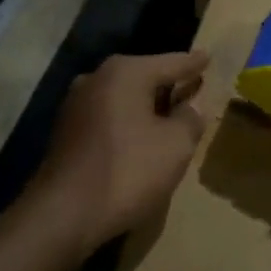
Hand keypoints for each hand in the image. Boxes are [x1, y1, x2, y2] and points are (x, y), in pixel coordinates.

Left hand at [29, 51, 208, 257]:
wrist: (63, 214)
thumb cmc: (127, 171)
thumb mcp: (175, 146)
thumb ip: (190, 119)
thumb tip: (191, 107)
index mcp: (126, 72)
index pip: (170, 63)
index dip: (193, 63)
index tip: (207, 56)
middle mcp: (97, 78)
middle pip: (144, 76)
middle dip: (168, 84)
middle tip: (192, 88)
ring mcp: (76, 104)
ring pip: (123, 97)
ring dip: (145, 106)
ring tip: (168, 116)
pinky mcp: (65, 130)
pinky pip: (107, 115)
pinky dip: (126, 122)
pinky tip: (138, 138)